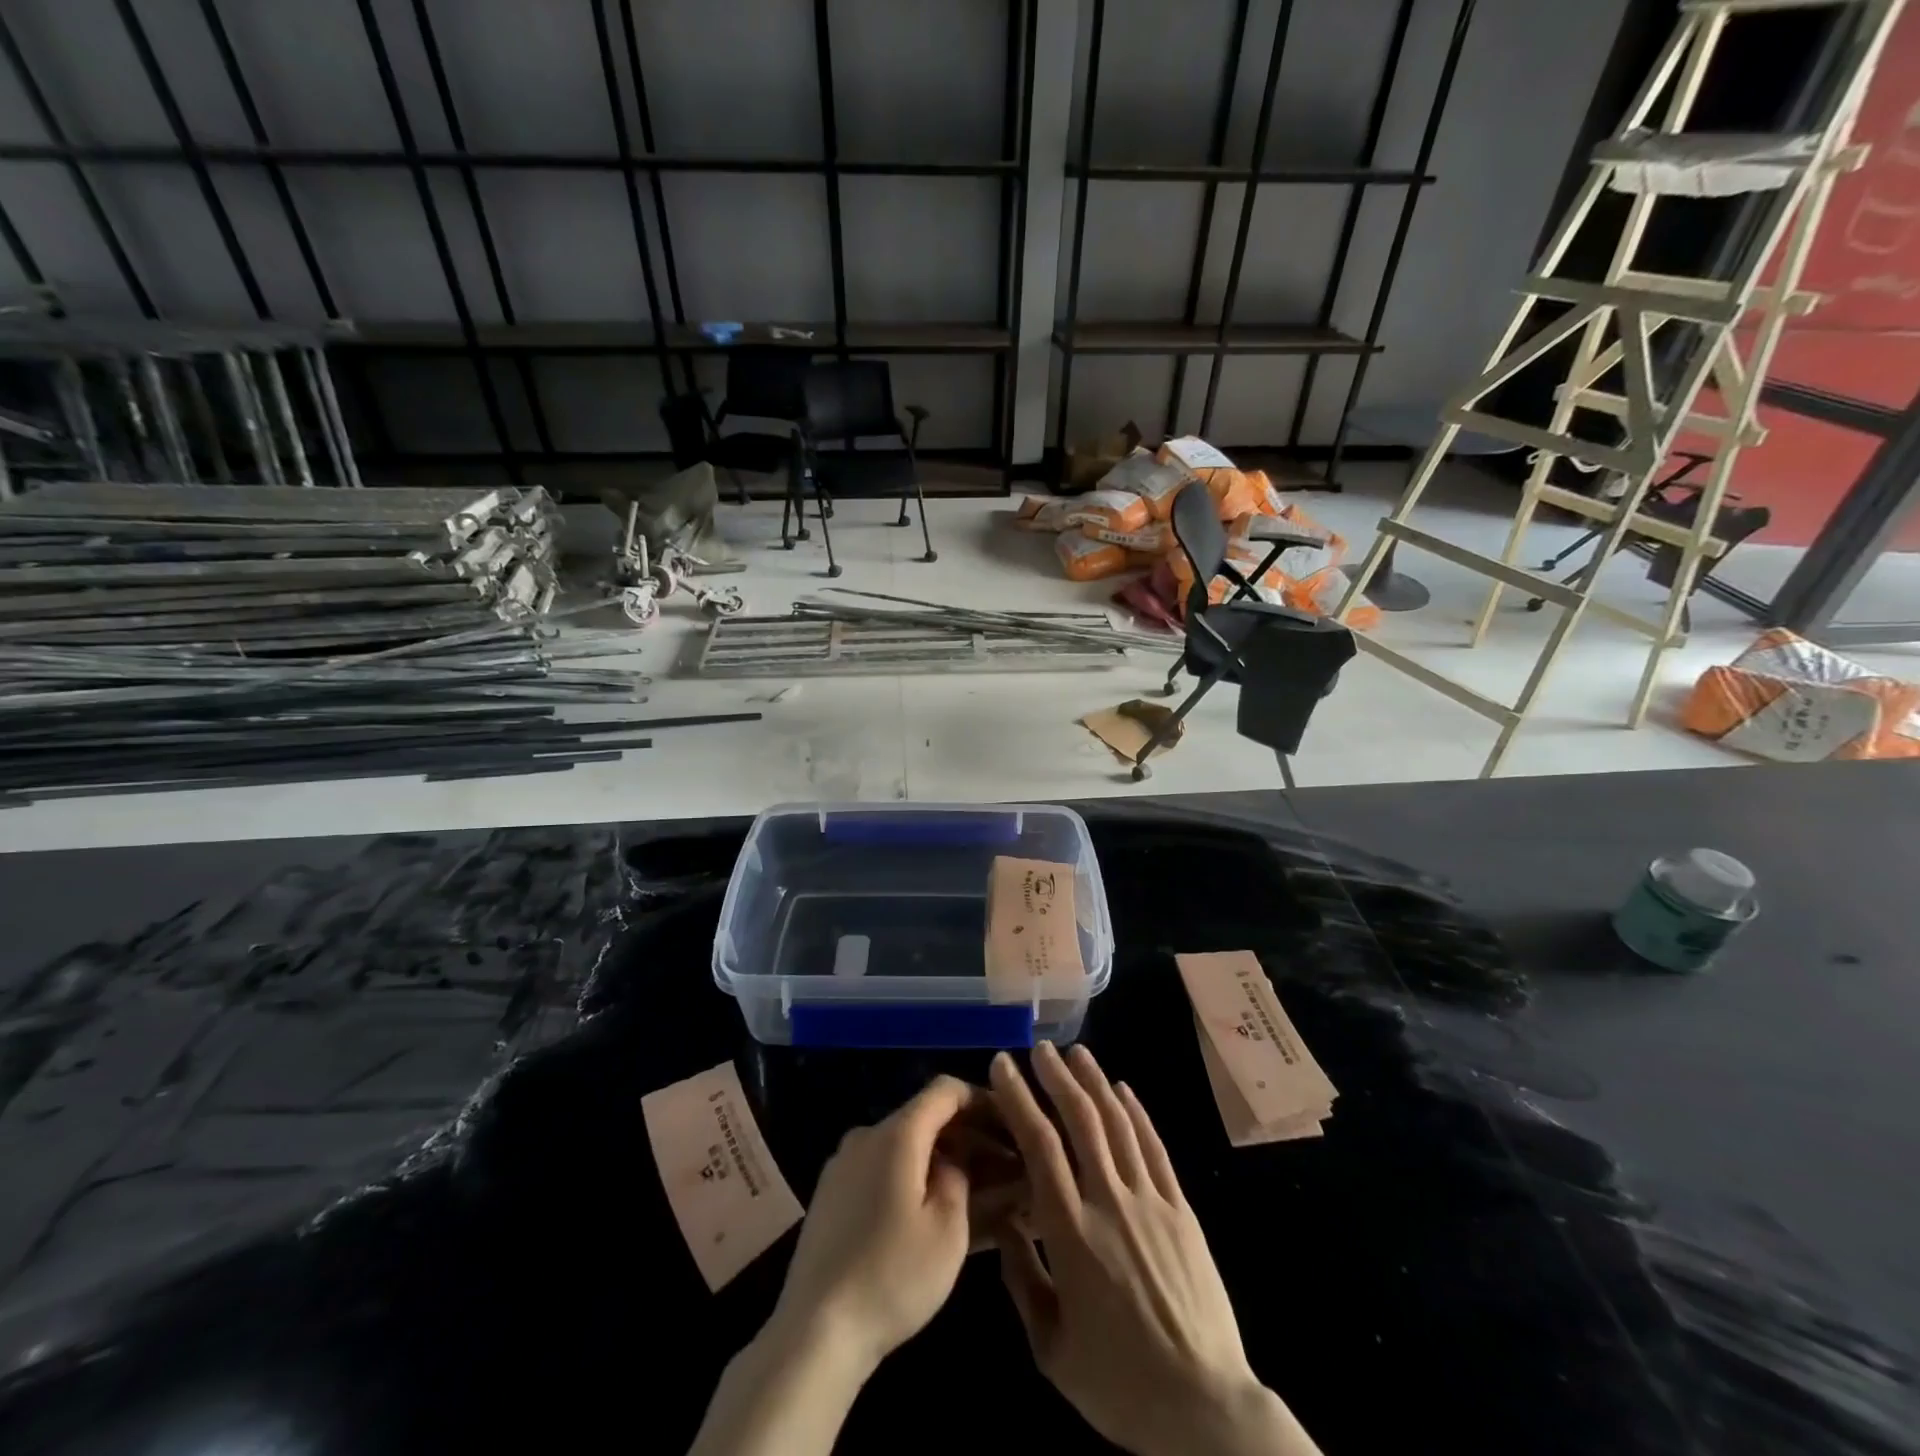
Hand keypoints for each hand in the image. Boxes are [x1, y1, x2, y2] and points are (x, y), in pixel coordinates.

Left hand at [771, 1075, 981, 1373]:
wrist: (814, 1331)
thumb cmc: (892, 1276)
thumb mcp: (948, 1230)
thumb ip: (960, 1177)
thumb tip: (956, 1160)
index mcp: (896, 1134)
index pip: (945, 1090)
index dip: (982, 1100)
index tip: (1011, 1124)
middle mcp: (866, 1135)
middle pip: (925, 1118)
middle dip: (967, 1137)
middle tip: (1003, 1168)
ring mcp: (844, 1165)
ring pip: (904, 1147)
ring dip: (941, 1161)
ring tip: (975, 1195)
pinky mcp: (832, 1195)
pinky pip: (882, 1170)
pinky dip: (913, 1179)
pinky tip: (931, 1213)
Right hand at [990, 1043, 1319, 1455]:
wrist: (1206, 1410)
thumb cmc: (1120, 1385)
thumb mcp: (1052, 1349)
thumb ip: (1022, 1280)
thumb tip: (1002, 1223)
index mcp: (1071, 1233)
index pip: (1039, 1145)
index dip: (1019, 1098)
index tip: (1003, 1065)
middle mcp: (1110, 1202)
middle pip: (1081, 1121)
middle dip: (1057, 1077)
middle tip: (1040, 1047)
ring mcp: (1151, 1202)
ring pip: (1119, 1124)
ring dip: (1096, 1082)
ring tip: (1077, 1052)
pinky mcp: (1182, 1210)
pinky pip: (1155, 1149)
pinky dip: (1137, 1113)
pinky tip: (1124, 1089)